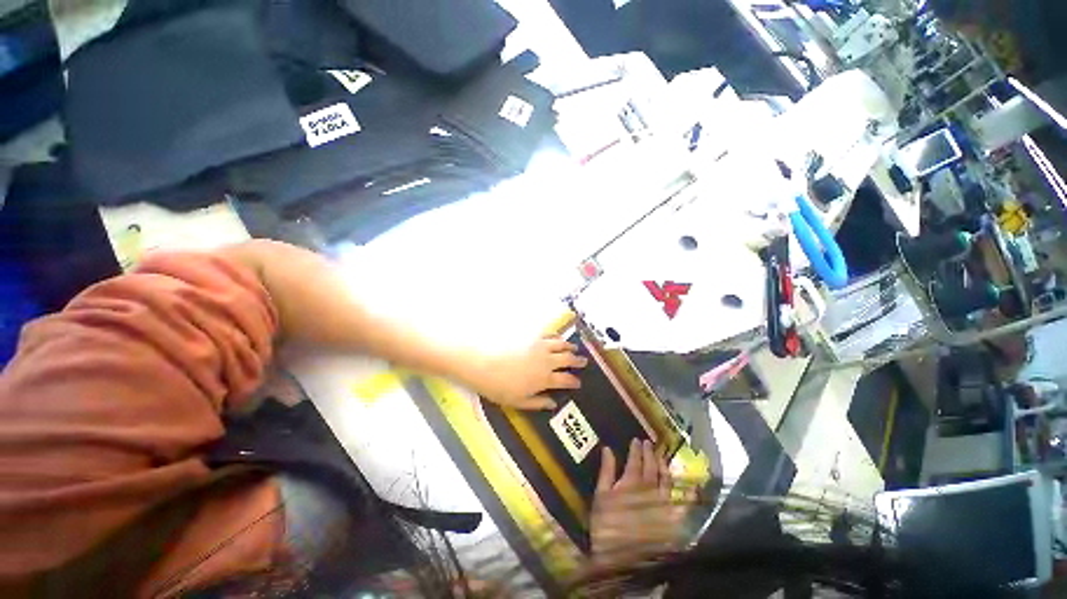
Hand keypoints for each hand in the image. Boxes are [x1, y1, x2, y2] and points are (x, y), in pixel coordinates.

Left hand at [473, 336, 587, 409]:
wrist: (481, 361)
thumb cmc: (497, 386)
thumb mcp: (517, 401)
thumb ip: (537, 403)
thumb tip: (553, 404)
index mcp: (545, 378)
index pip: (566, 380)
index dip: (574, 381)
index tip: (578, 382)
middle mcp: (547, 360)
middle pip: (568, 359)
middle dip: (578, 361)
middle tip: (583, 362)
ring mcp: (540, 345)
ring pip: (561, 344)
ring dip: (570, 347)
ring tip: (574, 348)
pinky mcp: (531, 334)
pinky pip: (549, 334)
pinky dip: (557, 336)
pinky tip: (557, 337)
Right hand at [590, 440, 690, 569]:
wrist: (620, 560)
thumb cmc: (606, 526)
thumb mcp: (600, 496)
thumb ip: (606, 471)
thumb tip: (608, 448)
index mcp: (630, 482)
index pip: (635, 460)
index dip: (636, 449)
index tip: (637, 440)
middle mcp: (649, 490)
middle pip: (651, 468)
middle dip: (650, 454)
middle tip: (649, 444)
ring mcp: (662, 505)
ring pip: (666, 481)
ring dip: (664, 467)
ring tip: (662, 458)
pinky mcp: (671, 521)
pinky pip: (682, 505)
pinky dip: (687, 494)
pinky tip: (691, 487)